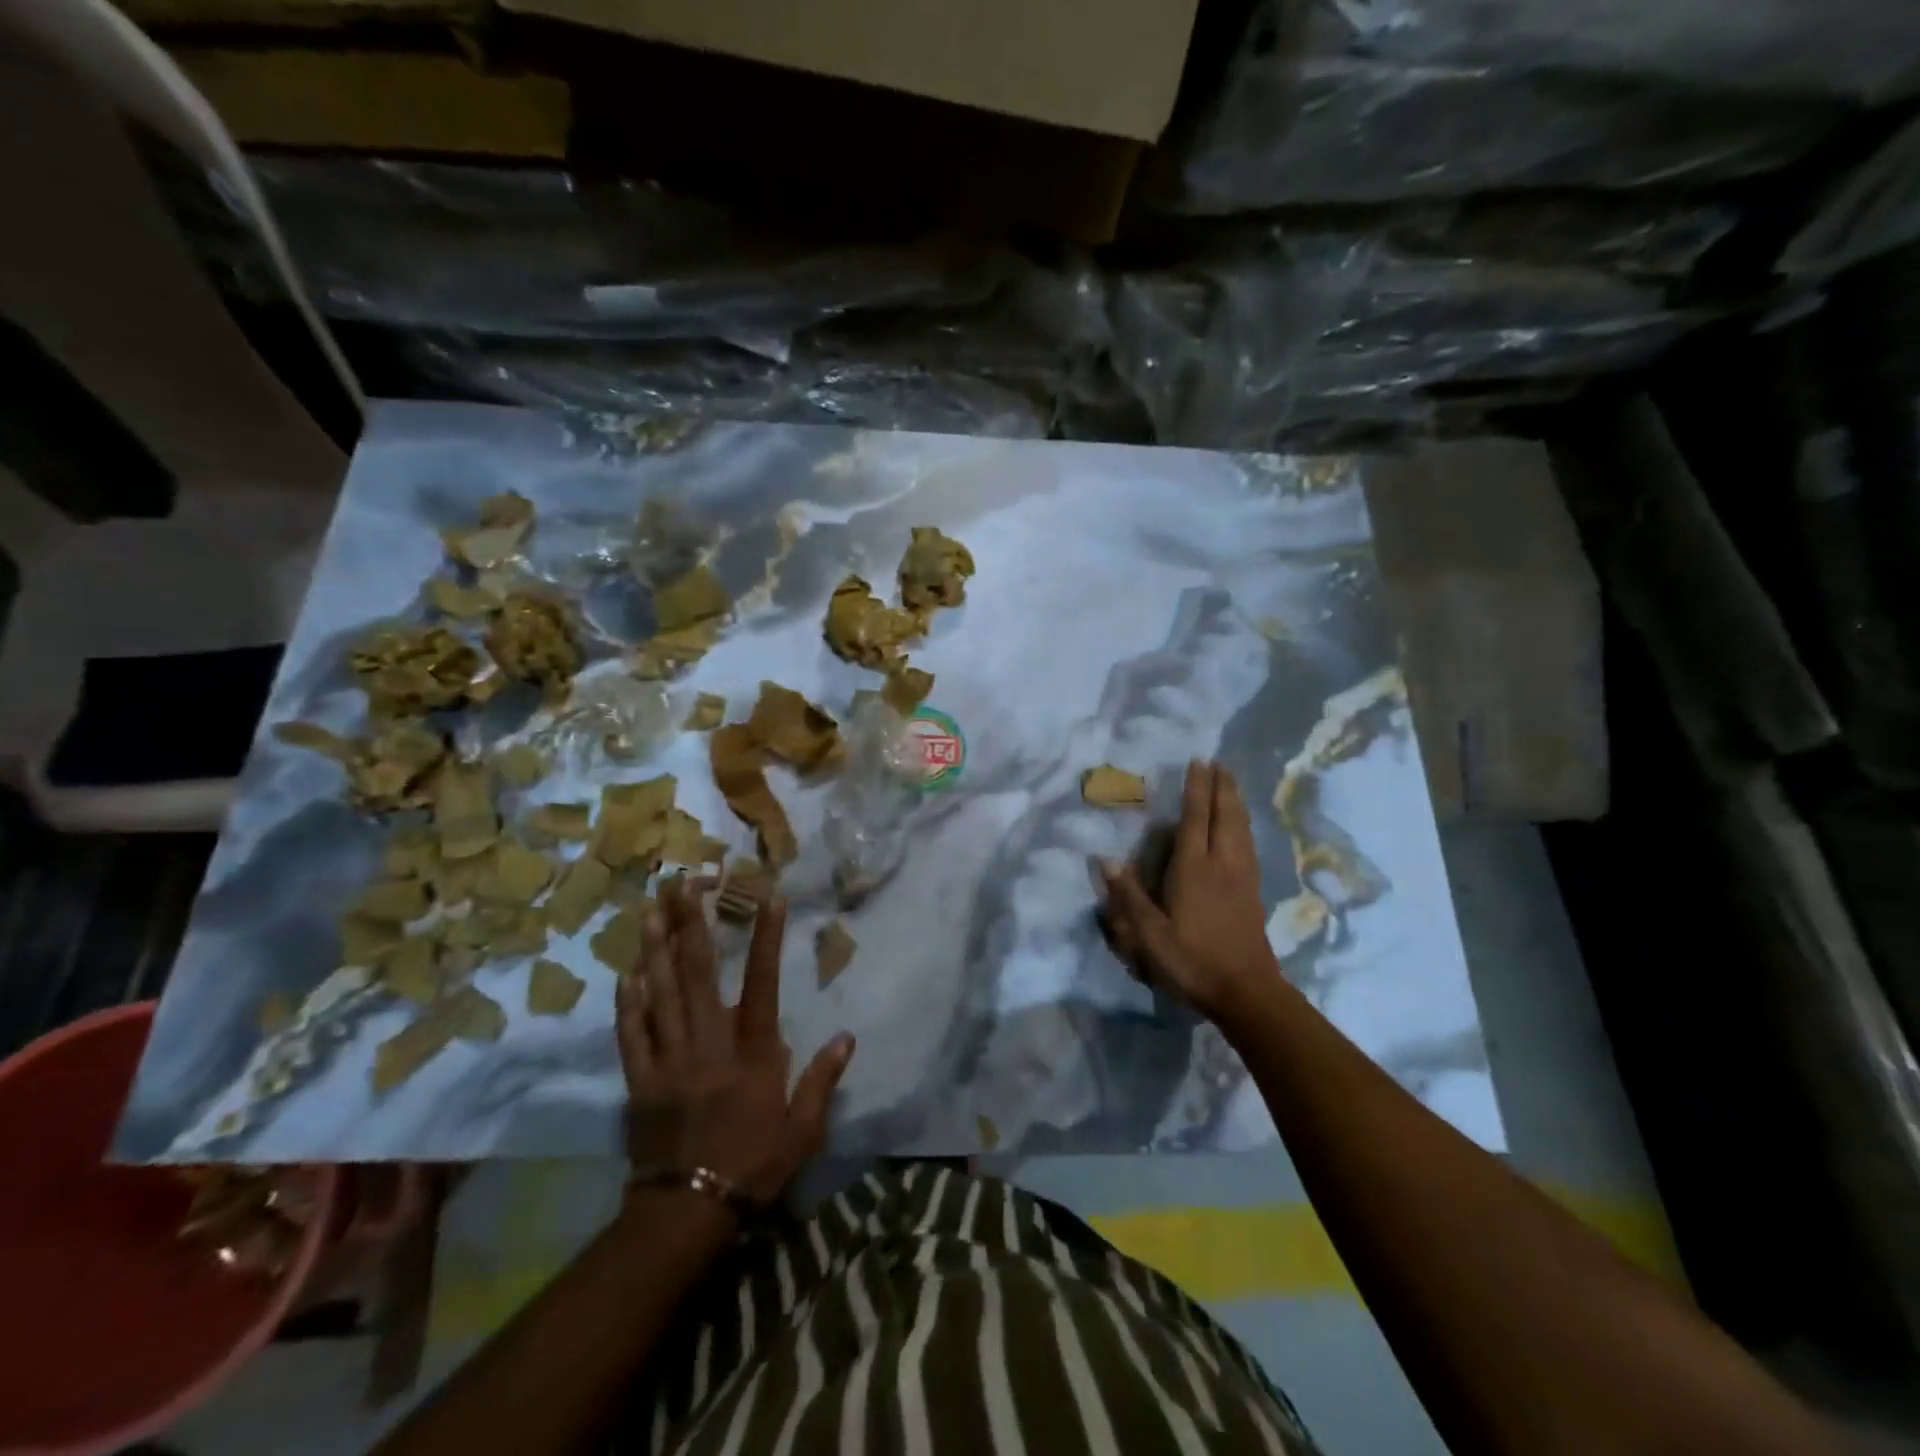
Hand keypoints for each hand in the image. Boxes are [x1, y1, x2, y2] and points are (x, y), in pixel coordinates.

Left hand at [616, 879, 854, 1205]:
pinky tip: (626, 971)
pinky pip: (631, 1033)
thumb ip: (822, 1081)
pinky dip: (628, 1001)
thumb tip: (848, 1037)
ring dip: (655, 947)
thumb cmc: (753, 1166)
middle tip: (683, 881)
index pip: (761, 983)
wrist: (688, 1213)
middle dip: (691, 923)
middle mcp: (708, 1044)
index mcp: (751, 1053)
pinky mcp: (640, 1080)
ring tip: (651, 907)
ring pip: (660, 993)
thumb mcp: (802, 1130)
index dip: (764, 937)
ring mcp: (669, 1059)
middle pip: (698, 974)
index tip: (766, 895)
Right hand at [1099, 759, 1279, 1023]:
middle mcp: (1221, 864)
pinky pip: (1249, 845)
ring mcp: (1242, 877)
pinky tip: (1244, 827)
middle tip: (1219, 762)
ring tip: (1232, 783)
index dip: (1196, 789)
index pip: (1195, 819)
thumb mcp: (1149, 935)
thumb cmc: (1192, 961)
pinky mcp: (1254, 891)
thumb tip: (1105, 859)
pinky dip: (1245, 826)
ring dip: (1236, 802)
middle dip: (1221, 787)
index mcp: (1194, 869)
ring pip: (1241, 829)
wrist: (1246, 992)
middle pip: (1224, 816)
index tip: (1198, 762)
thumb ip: (1128, 896)